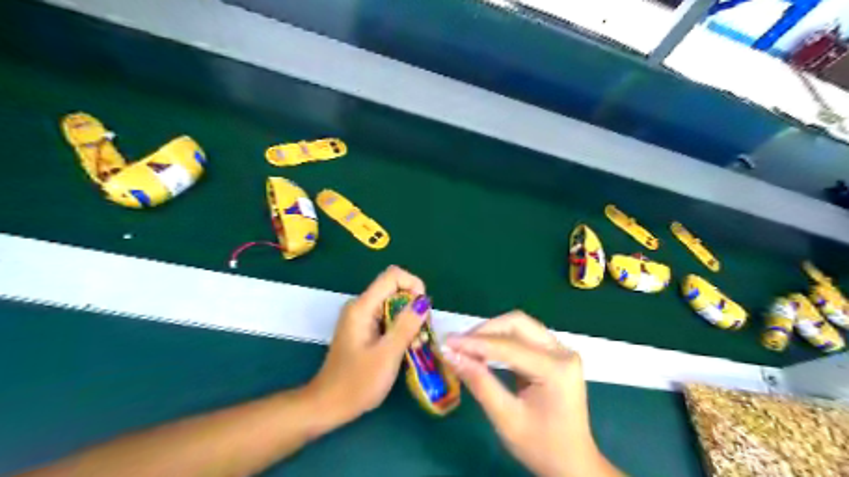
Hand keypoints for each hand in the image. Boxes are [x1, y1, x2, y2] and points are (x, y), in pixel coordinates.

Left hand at [306, 269, 431, 428]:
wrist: (328, 406)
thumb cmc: (356, 383)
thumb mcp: (387, 354)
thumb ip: (406, 325)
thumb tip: (424, 300)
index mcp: (363, 307)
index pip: (393, 276)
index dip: (413, 285)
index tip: (424, 310)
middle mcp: (361, 306)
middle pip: (395, 290)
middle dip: (414, 306)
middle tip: (422, 333)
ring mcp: (362, 318)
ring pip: (394, 305)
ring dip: (410, 320)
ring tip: (416, 345)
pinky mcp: (365, 330)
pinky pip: (389, 318)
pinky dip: (401, 329)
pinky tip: (406, 348)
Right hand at [445, 311, 617, 476]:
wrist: (573, 463)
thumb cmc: (541, 446)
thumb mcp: (506, 419)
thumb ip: (480, 383)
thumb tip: (451, 355)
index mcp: (556, 370)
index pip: (509, 346)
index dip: (475, 343)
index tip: (447, 343)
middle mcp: (562, 352)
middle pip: (518, 323)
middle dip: (485, 331)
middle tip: (459, 345)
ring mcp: (561, 350)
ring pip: (520, 326)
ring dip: (492, 333)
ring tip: (467, 347)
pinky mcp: (555, 353)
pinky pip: (524, 336)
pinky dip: (501, 340)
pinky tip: (485, 351)